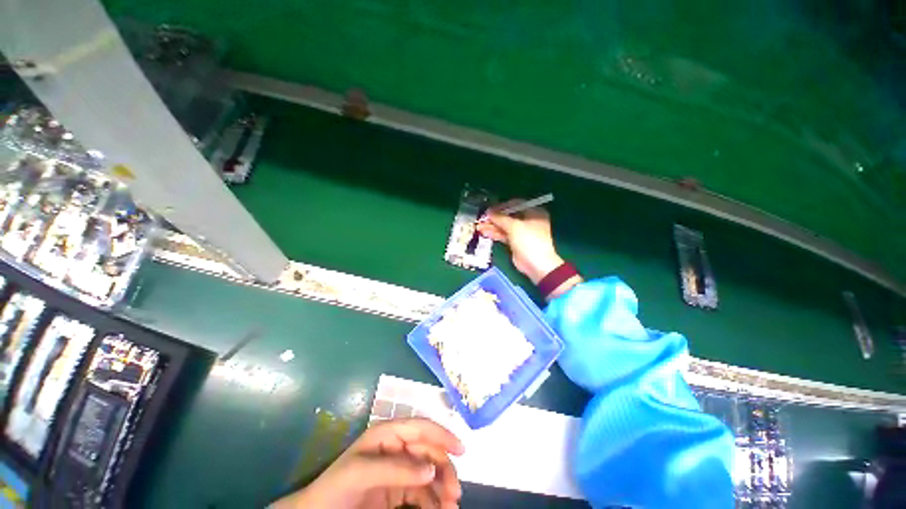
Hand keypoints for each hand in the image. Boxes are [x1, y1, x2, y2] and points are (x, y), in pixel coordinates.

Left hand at [272, 418, 464, 508]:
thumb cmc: (336, 488)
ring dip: (442, 488)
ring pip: (429, 473)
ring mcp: (398, 470)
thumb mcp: (363, 473)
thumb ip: (396, 469)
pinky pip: (422, 492)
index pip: (421, 428)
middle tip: (454, 494)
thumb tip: (431, 470)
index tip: (462, 450)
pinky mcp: (397, 491)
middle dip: (444, 470)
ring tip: (450, 507)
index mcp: (389, 435)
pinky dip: (433, 501)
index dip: (443, 435)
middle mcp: (397, 448)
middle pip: (429, 452)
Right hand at [476, 200, 563, 283]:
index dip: (501, 206)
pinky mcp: (516, 242)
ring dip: (492, 226)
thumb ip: (500, 218)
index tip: (489, 209)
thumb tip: (489, 211)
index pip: (515, 204)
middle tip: (482, 218)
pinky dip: (495, 233)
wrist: (536, 263)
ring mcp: (522, 232)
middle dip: (495, 218)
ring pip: (505, 226)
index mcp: (534, 212)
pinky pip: (504, 235)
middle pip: (509, 216)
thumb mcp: (514, 226)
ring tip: (480, 226)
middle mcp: (528, 220)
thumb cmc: (529, 240)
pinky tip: (484, 232)